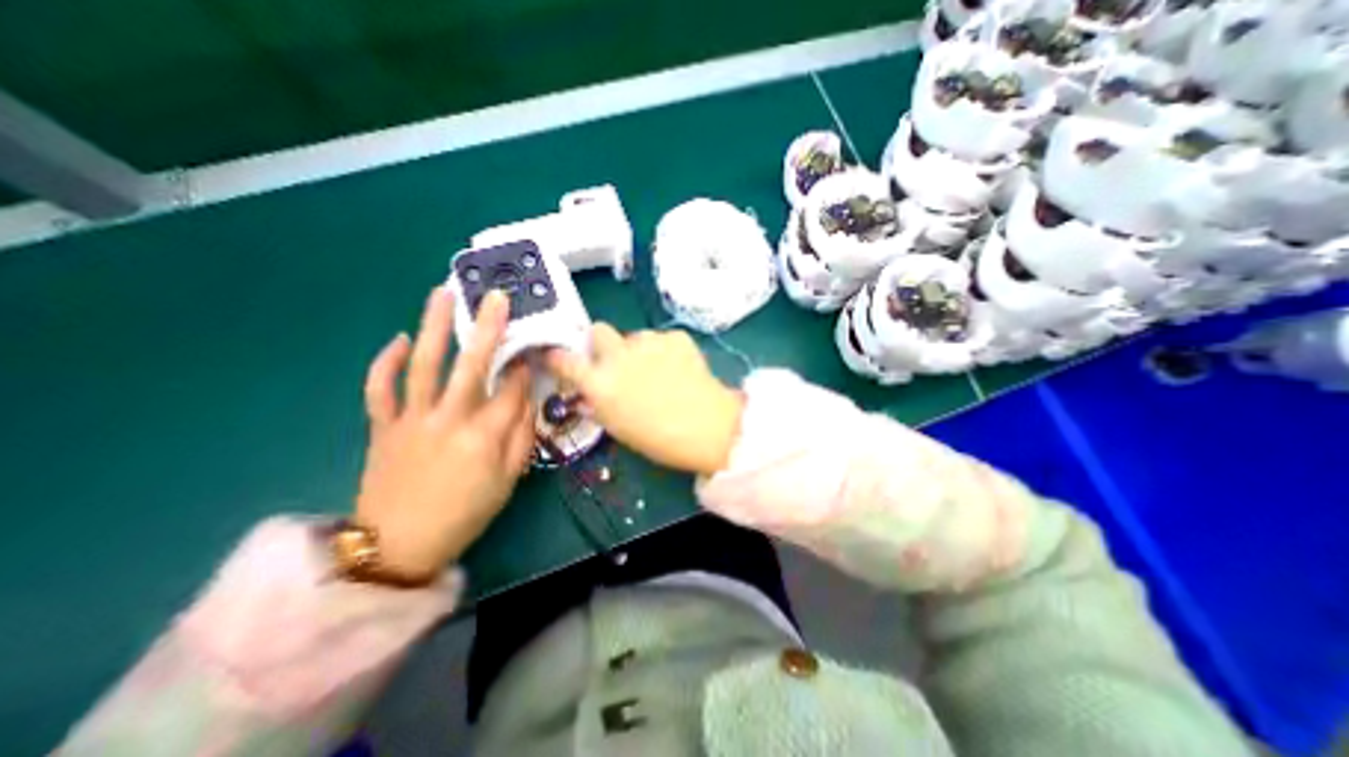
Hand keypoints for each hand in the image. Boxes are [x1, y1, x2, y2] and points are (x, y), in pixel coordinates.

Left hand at [355, 284, 534, 578]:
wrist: (399, 546)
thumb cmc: (465, 514)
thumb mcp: (508, 480)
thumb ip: (522, 436)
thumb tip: (528, 398)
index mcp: (485, 436)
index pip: (513, 389)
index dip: (525, 366)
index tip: (532, 348)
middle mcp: (450, 419)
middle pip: (472, 364)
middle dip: (488, 328)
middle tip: (497, 297)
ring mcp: (411, 419)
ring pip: (424, 364)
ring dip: (433, 326)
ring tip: (442, 293)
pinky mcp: (382, 426)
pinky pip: (379, 388)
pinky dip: (385, 361)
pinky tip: (397, 339)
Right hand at [542, 326, 740, 478]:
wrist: (708, 428)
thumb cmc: (659, 439)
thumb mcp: (618, 427)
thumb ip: (597, 404)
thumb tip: (587, 392)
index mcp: (600, 384)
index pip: (564, 359)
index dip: (559, 357)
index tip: (560, 357)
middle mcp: (619, 357)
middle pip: (598, 330)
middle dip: (601, 343)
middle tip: (615, 361)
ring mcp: (649, 343)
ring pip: (634, 336)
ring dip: (637, 350)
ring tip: (657, 371)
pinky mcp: (675, 337)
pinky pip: (661, 339)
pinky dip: (664, 351)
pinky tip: (678, 369)